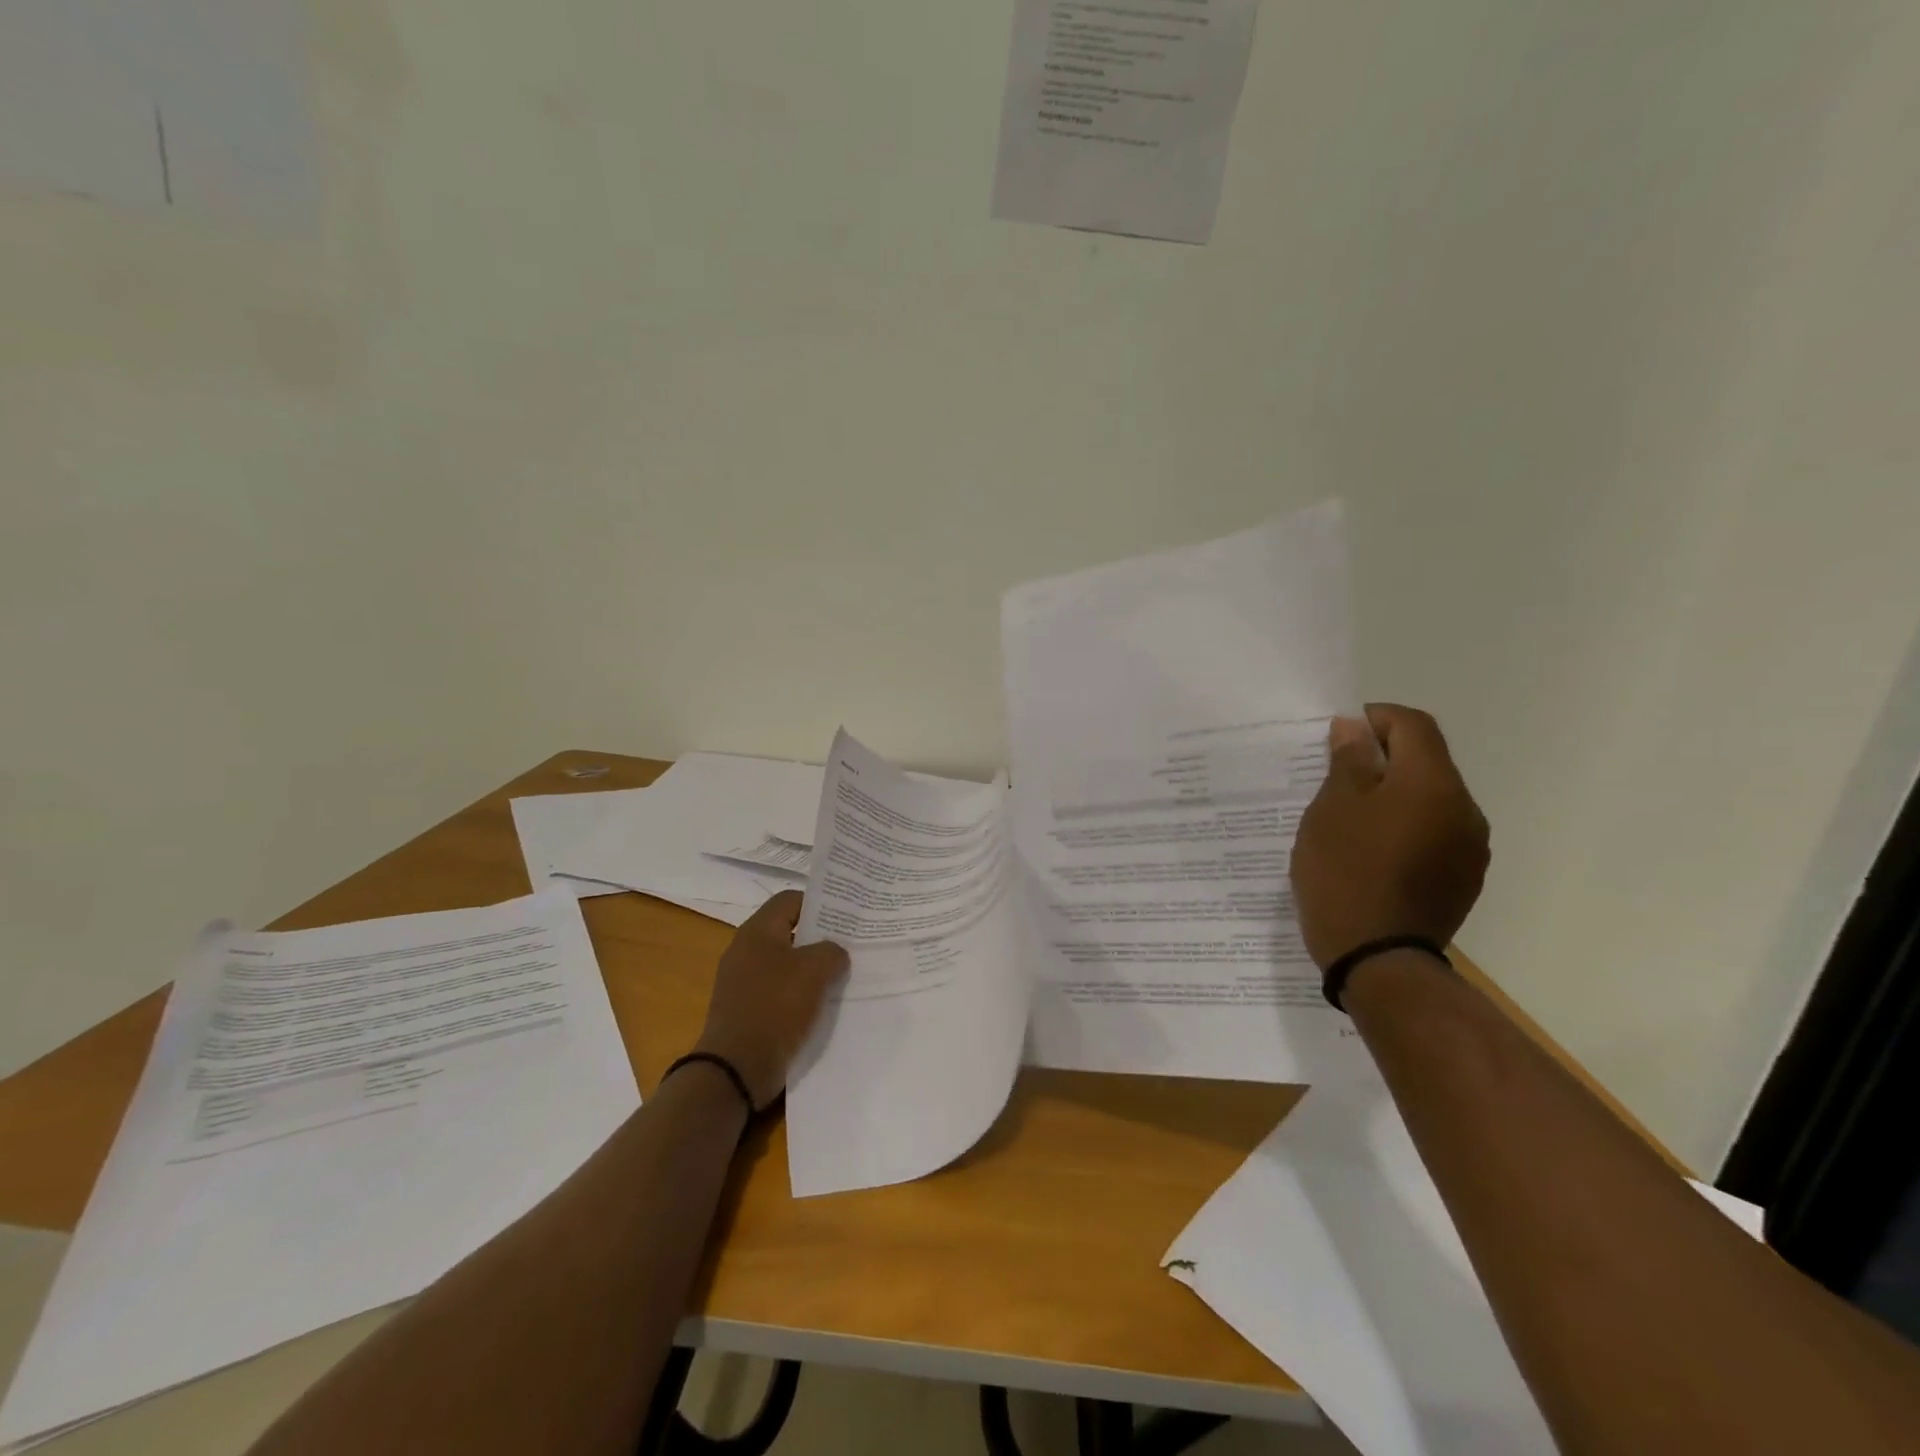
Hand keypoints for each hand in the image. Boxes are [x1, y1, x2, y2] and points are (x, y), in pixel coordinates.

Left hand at [694, 890, 848, 1107]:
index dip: (819, 903)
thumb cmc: (775, 1006)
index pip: (790, 900)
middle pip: (788, 931)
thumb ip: (831, 952)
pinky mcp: (746, 1009)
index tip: (845, 916)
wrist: (736, 1068)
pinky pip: (779, 991)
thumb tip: (834, 953)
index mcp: (757, 931)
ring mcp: (743, 981)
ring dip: (811, 969)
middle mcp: (746, 950)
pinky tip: (822, 1004)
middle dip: (819, 937)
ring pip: (785, 963)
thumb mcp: (814, 970)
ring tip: (842, 974)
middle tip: (850, 944)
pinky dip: (799, 993)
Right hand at [1290, 704, 1489, 968]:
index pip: (1412, 724)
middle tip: (1335, 778)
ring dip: (1394, 795)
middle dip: (1382, 759)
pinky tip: (1373, 852)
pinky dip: (1406, 827)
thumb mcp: (1332, 809)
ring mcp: (1469, 848)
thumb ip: (1348, 761)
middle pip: (1425, 761)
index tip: (1339, 735)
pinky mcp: (1464, 878)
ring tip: (1351, 819)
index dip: (1375, 718)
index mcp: (1433, 784)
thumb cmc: (1345, 873)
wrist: (1378, 960)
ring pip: (1430, 799)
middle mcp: (1464, 809)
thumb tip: (1355, 728)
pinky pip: (1434, 833)